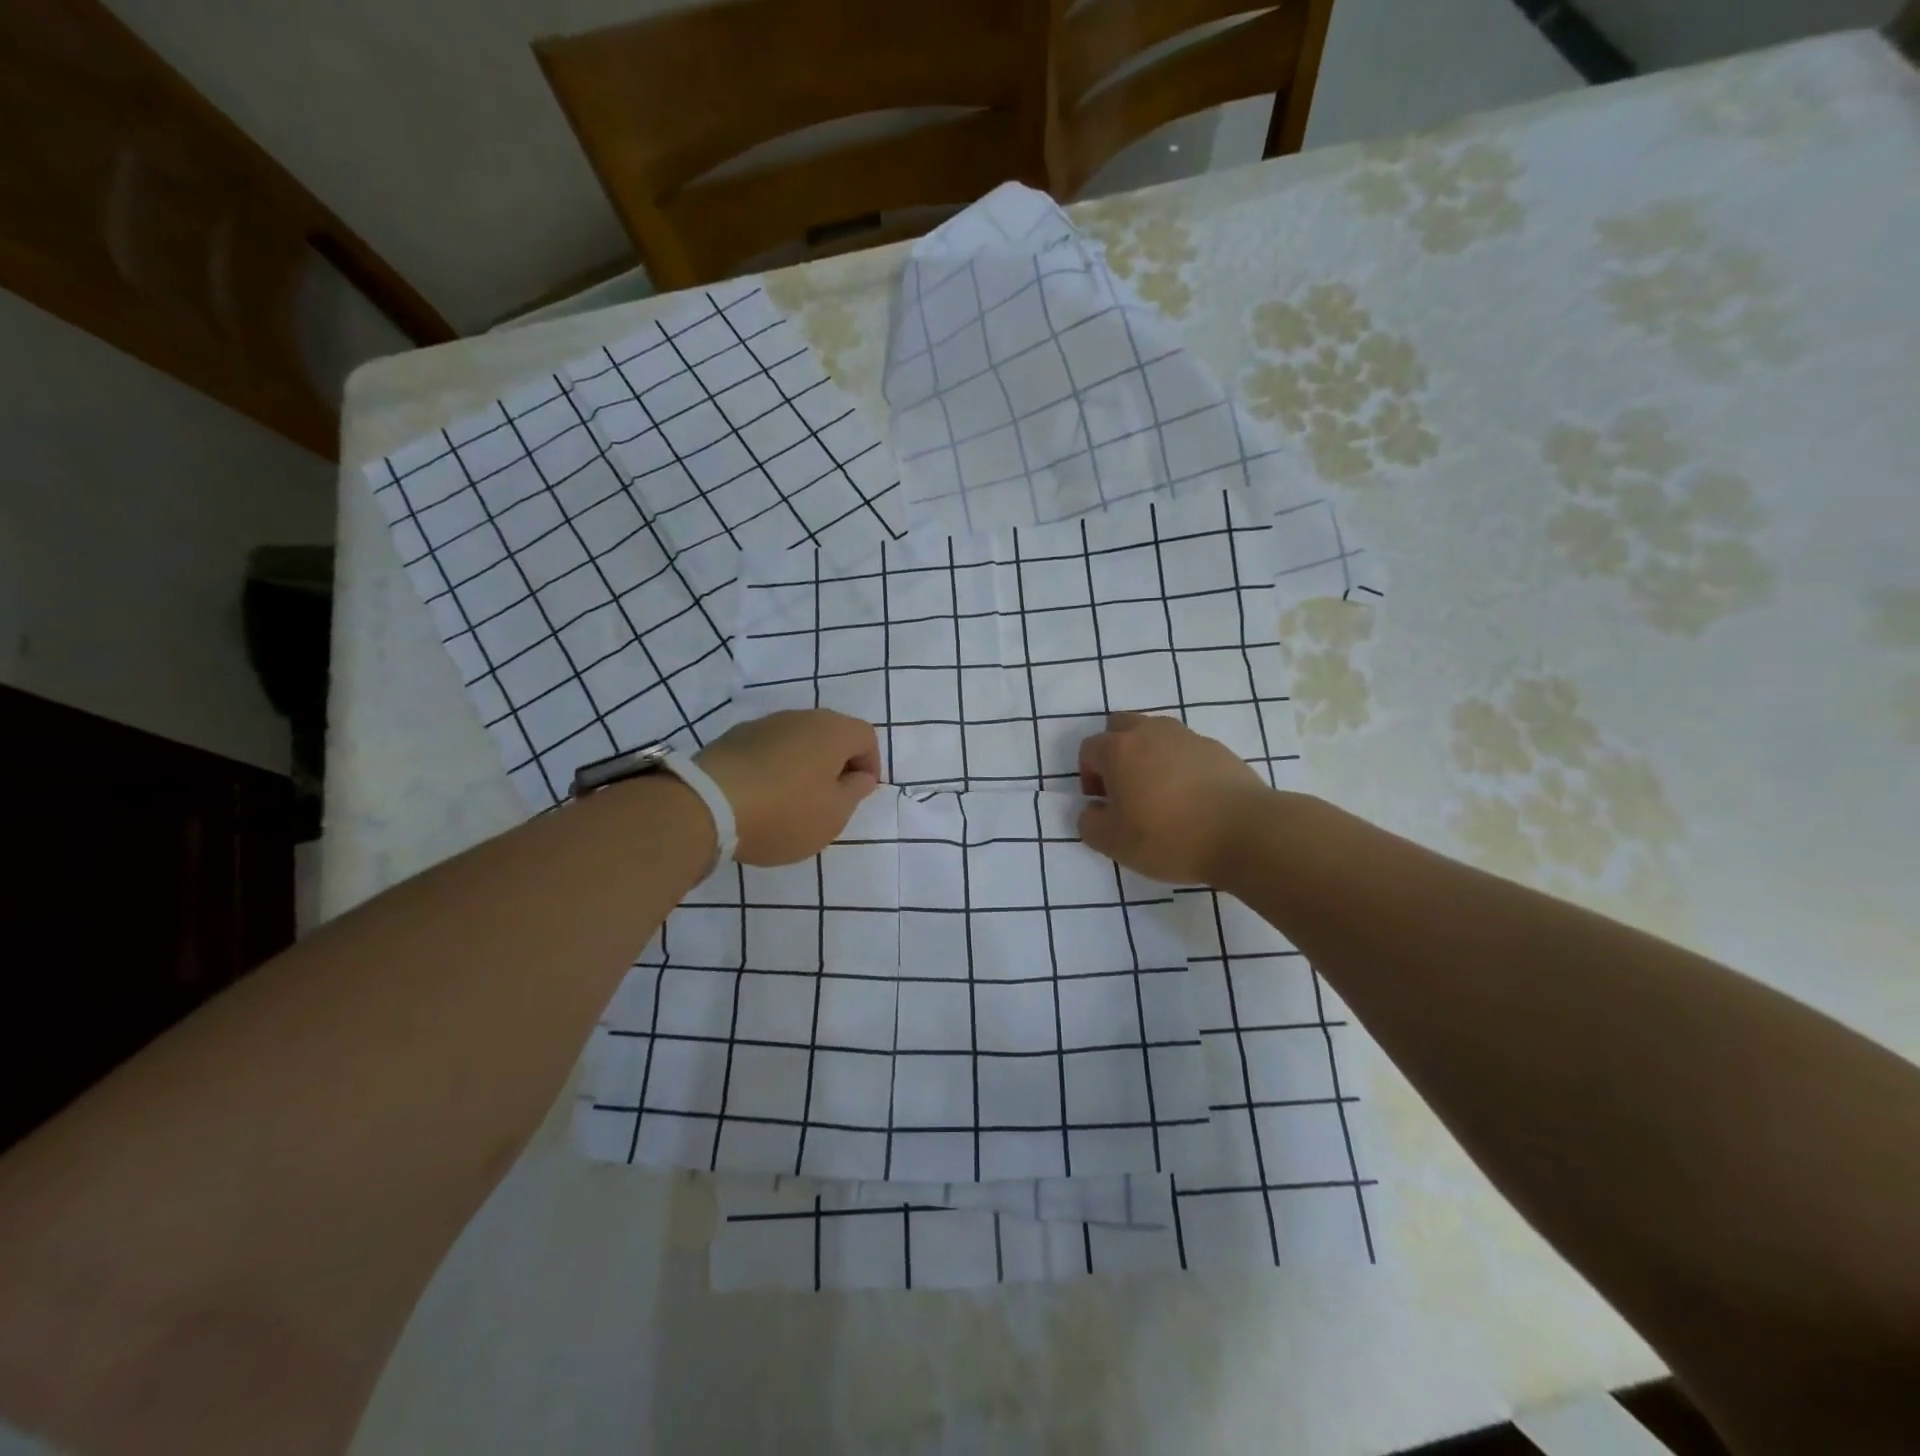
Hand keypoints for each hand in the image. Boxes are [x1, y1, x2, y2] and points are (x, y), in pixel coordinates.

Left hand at [695, 710, 881, 864]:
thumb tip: (859, 776)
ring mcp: (763, 725)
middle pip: (831, 735)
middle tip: (829, 799)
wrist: (707, 805)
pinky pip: (768, 750)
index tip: (859, 794)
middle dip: (836, 764)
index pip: (866, 737)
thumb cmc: (784, 812)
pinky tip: (762, 797)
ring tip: (793, 802)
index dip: (870, 764)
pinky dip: (774, 768)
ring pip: (798, 741)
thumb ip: (854, 792)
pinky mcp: (733, 738)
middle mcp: (800, 718)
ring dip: (804, 766)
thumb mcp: (833, 815)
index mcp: (832, 731)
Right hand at [1076, 713, 1273, 884]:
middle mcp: (1151, 732)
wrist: (1245, 832)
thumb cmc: (1169, 836)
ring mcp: (1188, 737)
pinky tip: (1192, 797)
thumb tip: (1093, 810)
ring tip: (1160, 792)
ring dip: (1149, 755)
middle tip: (1125, 787)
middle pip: (1121, 726)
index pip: (1089, 749)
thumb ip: (1090, 824)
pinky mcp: (1218, 749)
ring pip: (1156, 734)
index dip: (1089, 776)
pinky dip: (1180, 765)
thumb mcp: (1114, 843)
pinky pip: (1187, 749)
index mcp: (1119, 749)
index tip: (1103, 804)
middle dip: (1116, 751)